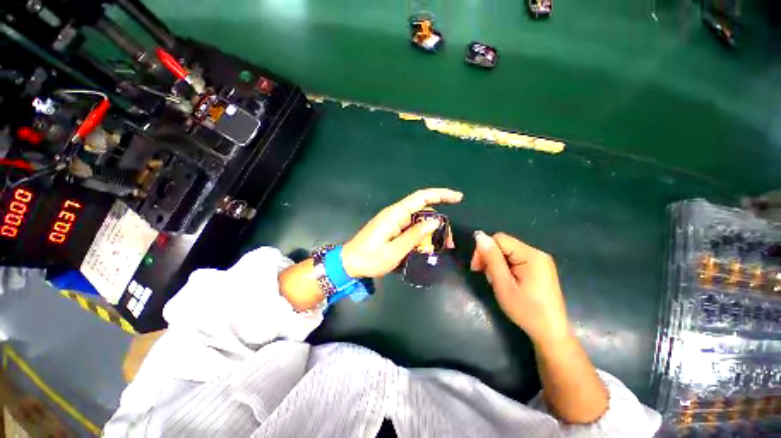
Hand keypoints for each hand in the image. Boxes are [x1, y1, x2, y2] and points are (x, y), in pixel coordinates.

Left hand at [342, 188, 462, 277]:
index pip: (421, 197)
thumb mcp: (395, 251)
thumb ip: (415, 236)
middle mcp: (395, 214)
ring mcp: (393, 221)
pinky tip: (427, 245)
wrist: (349, 263)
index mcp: (395, 214)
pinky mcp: (392, 228)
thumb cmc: (370, 258)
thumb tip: (435, 221)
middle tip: (448, 241)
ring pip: (418, 219)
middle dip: (439, 221)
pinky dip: (422, 234)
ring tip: (441, 246)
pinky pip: (411, 226)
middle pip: (423, 209)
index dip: (440, 195)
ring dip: (431, 229)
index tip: (458, 198)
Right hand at [471, 232, 568, 343]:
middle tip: (485, 276)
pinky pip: (515, 259)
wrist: (550, 332)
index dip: (484, 250)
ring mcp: (540, 261)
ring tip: (496, 281)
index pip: (499, 239)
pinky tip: (505, 281)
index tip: (477, 268)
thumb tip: (479, 236)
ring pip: (508, 252)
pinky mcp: (539, 268)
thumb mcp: (503, 284)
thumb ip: (491, 258)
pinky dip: (505, 267)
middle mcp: (537, 253)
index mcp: (531, 255)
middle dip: (490, 257)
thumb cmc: (526, 310)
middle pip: (504, 244)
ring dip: (496, 264)